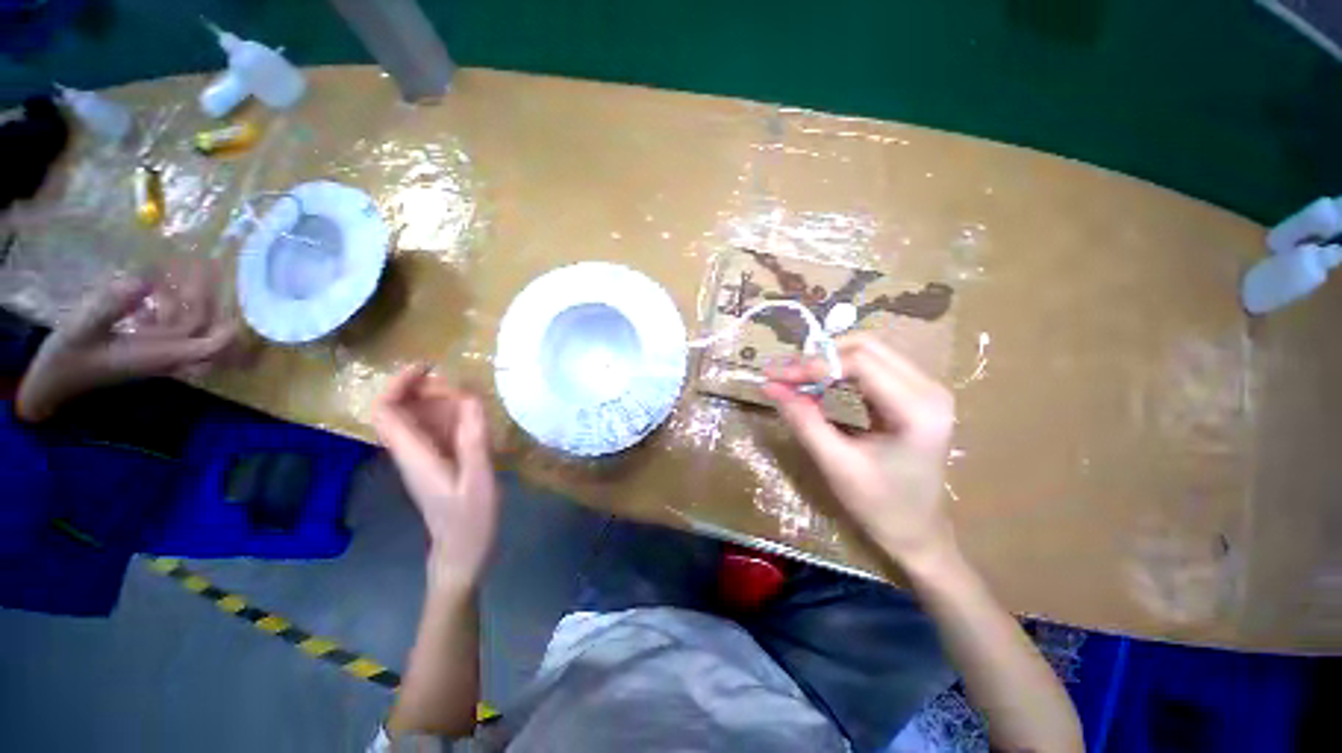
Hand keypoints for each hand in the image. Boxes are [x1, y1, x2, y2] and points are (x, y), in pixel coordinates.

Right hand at [16, 258, 239, 421]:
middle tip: (204, 264)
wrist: (49, 383)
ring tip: (183, 264)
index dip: (227, 330)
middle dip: (207, 298)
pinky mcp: (141, 347)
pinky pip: (165, 324)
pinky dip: (165, 304)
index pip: (208, 346)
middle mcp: (163, 354)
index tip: (238, 305)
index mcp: (157, 355)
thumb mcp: (83, 328)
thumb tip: (144, 281)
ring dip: (186, 296)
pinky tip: (153, 283)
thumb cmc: (65, 358)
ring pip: (185, 323)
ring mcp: (153, 351)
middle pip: (200, 328)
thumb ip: (112, 305)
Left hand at [373, 365, 498, 590]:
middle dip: (424, 390)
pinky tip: (473, 420)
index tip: (429, 368)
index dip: (399, 384)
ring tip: (471, 400)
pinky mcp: (434, 465)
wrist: (461, 554)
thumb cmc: (470, 521)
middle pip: (398, 411)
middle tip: (460, 386)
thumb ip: (473, 439)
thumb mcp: (478, 479)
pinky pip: (433, 431)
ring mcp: (421, 460)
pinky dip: (449, 417)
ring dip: (438, 402)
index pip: (386, 412)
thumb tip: (470, 397)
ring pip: (416, 420)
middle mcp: (410, 454)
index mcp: (414, 456)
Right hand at [765, 333, 957, 569]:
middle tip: (783, 375)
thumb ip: (803, 420)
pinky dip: (838, 372)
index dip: (814, 365)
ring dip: (827, 362)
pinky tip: (817, 386)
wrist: (917, 533)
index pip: (860, 363)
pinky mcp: (913, 394)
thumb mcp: (836, 464)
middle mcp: (929, 389)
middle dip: (819, 358)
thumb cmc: (880, 505)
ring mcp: (924, 389)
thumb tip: (769, 386)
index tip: (776, 377)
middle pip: (866, 347)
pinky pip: (871, 368)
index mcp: (918, 409)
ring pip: (867, 352)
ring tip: (794, 379)